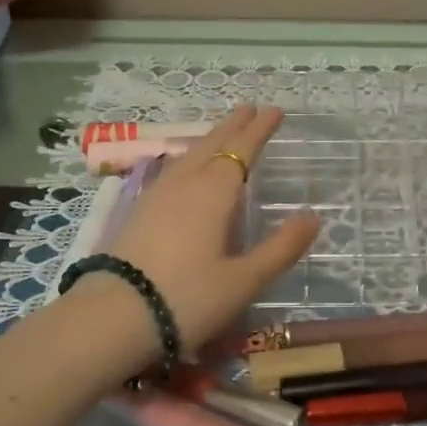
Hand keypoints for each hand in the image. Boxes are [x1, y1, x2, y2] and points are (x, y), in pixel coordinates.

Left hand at [100, 105, 319, 357]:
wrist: (114, 317)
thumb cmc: (188, 299)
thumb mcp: (245, 280)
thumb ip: (281, 248)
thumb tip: (312, 216)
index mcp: (214, 193)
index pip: (242, 150)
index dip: (260, 130)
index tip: (275, 110)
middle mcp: (185, 184)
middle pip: (212, 143)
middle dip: (234, 125)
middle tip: (250, 107)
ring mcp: (157, 195)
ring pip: (189, 155)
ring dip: (210, 138)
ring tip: (223, 132)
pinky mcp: (139, 212)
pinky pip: (173, 169)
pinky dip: (190, 157)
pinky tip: (186, 169)